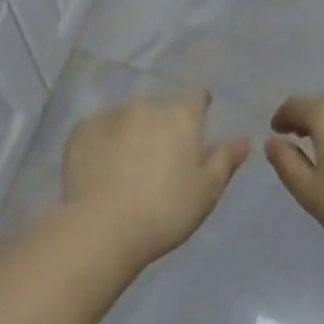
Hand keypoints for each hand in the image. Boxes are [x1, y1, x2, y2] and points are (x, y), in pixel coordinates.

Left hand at [62, 89, 248, 267]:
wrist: (103, 227)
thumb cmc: (165, 210)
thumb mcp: (206, 191)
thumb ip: (224, 160)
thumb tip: (242, 139)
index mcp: (180, 116)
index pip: (196, 97)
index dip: (198, 110)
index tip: (194, 132)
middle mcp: (146, 105)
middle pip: (159, 109)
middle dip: (161, 127)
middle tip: (158, 162)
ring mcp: (110, 114)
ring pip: (127, 118)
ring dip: (131, 134)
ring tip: (126, 169)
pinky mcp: (81, 129)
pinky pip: (98, 131)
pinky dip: (103, 144)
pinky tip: (101, 171)